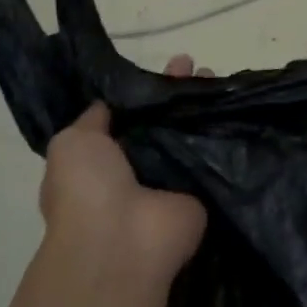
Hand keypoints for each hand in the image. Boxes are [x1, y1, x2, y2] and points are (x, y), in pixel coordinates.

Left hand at [39, 56, 208, 283]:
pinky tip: (234, 98)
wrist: (122, 242)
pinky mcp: (200, 193)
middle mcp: (137, 169)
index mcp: (102, 159)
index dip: (142, 90)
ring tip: (214, 73)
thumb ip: (94, 118)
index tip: (158, 66)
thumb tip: (110, 103)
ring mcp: (170, 181)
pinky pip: (211, 156)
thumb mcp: (72, 142)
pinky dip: (223, 131)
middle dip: (175, 92)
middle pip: (161, 121)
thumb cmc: (87, 189)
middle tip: (192, 63)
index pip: (127, 116)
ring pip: (187, 134)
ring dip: (200, 105)